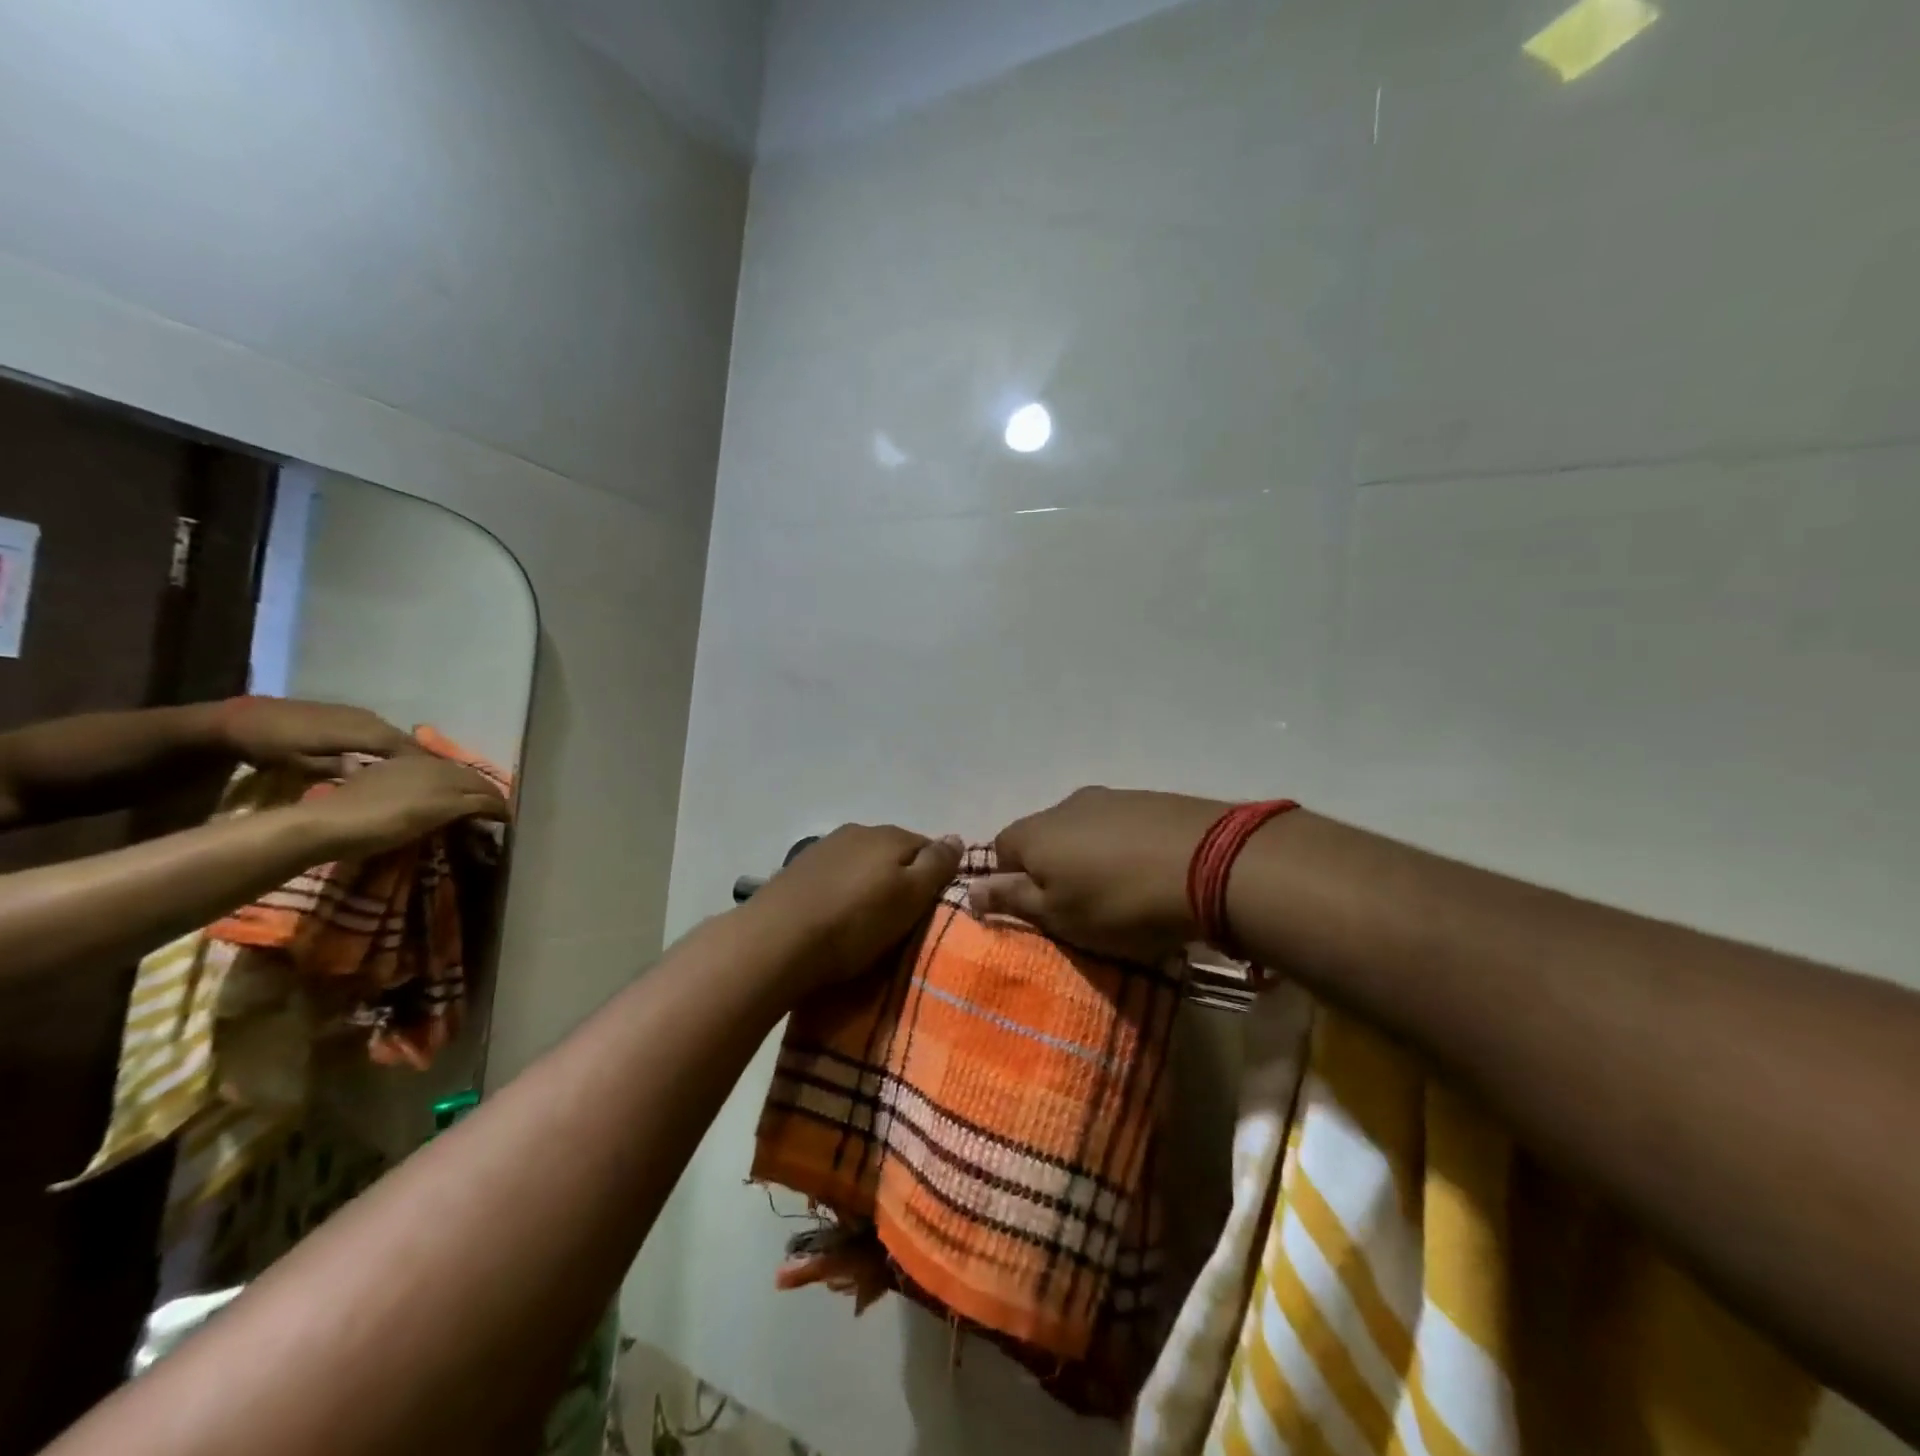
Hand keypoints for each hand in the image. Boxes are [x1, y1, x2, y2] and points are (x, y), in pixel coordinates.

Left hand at [216, 697, 419, 775]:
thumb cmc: (269, 746)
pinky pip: (379, 729)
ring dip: (405, 749)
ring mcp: (356, 713)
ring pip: (392, 733)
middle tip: (433, 777)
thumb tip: (370, 773)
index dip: (422, 762)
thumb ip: (339, 768)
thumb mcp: (300, 764)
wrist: (238, 719)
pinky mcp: (347, 713)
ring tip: (415, 769)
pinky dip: (389, 743)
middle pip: (402, 739)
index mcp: (358, 731)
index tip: (438, 779)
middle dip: (419, 757)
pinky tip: (388, 756)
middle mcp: (365, 719)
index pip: (402, 747)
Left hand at [300, 755, 509, 858]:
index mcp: (444, 770)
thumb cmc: (386, 823)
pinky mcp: (384, 774)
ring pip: (446, 775)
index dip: (498, 802)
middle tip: (493, 813)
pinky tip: (432, 798)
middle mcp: (429, 762)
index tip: (508, 819)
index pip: (483, 785)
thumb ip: (472, 806)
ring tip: (467, 807)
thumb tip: (500, 807)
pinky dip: (438, 789)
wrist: (327, 824)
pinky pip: (424, 776)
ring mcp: (404, 766)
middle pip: (467, 777)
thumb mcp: (436, 815)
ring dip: (462, 790)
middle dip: (483, 793)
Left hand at [746, 825, 962, 993]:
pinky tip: (837, 917)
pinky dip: (843, 893)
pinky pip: (836, 877)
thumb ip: (937, 865)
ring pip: (862, 864)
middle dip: (902, 879)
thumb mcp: (910, 897)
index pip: (928, 847)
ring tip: (869, 922)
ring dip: (870, 885)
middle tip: (904, 919)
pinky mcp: (798, 871)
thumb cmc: (855, 922)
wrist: (776, 940)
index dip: (936, 876)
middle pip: (894, 853)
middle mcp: (858, 831)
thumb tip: (957, 837)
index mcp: (890, 835)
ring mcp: (824, 849)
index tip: (934, 907)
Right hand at [971, 787, 1229, 960]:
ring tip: (1120, 891)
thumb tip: (969, 891)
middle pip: (1044, 836)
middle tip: (1080, 906)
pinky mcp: (1150, 798)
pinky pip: (1120, 825)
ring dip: (1091, 856)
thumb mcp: (1060, 916)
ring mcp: (1111, 797)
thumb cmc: (1120, 903)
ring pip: (1083, 829)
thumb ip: (1014, 900)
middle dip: (1053, 868)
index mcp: (1036, 832)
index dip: (1012, 880)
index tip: (1039, 910)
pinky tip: (1149, 870)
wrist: (1211, 863)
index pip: (1000, 849)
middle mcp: (1066, 805)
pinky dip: (1124, 846)